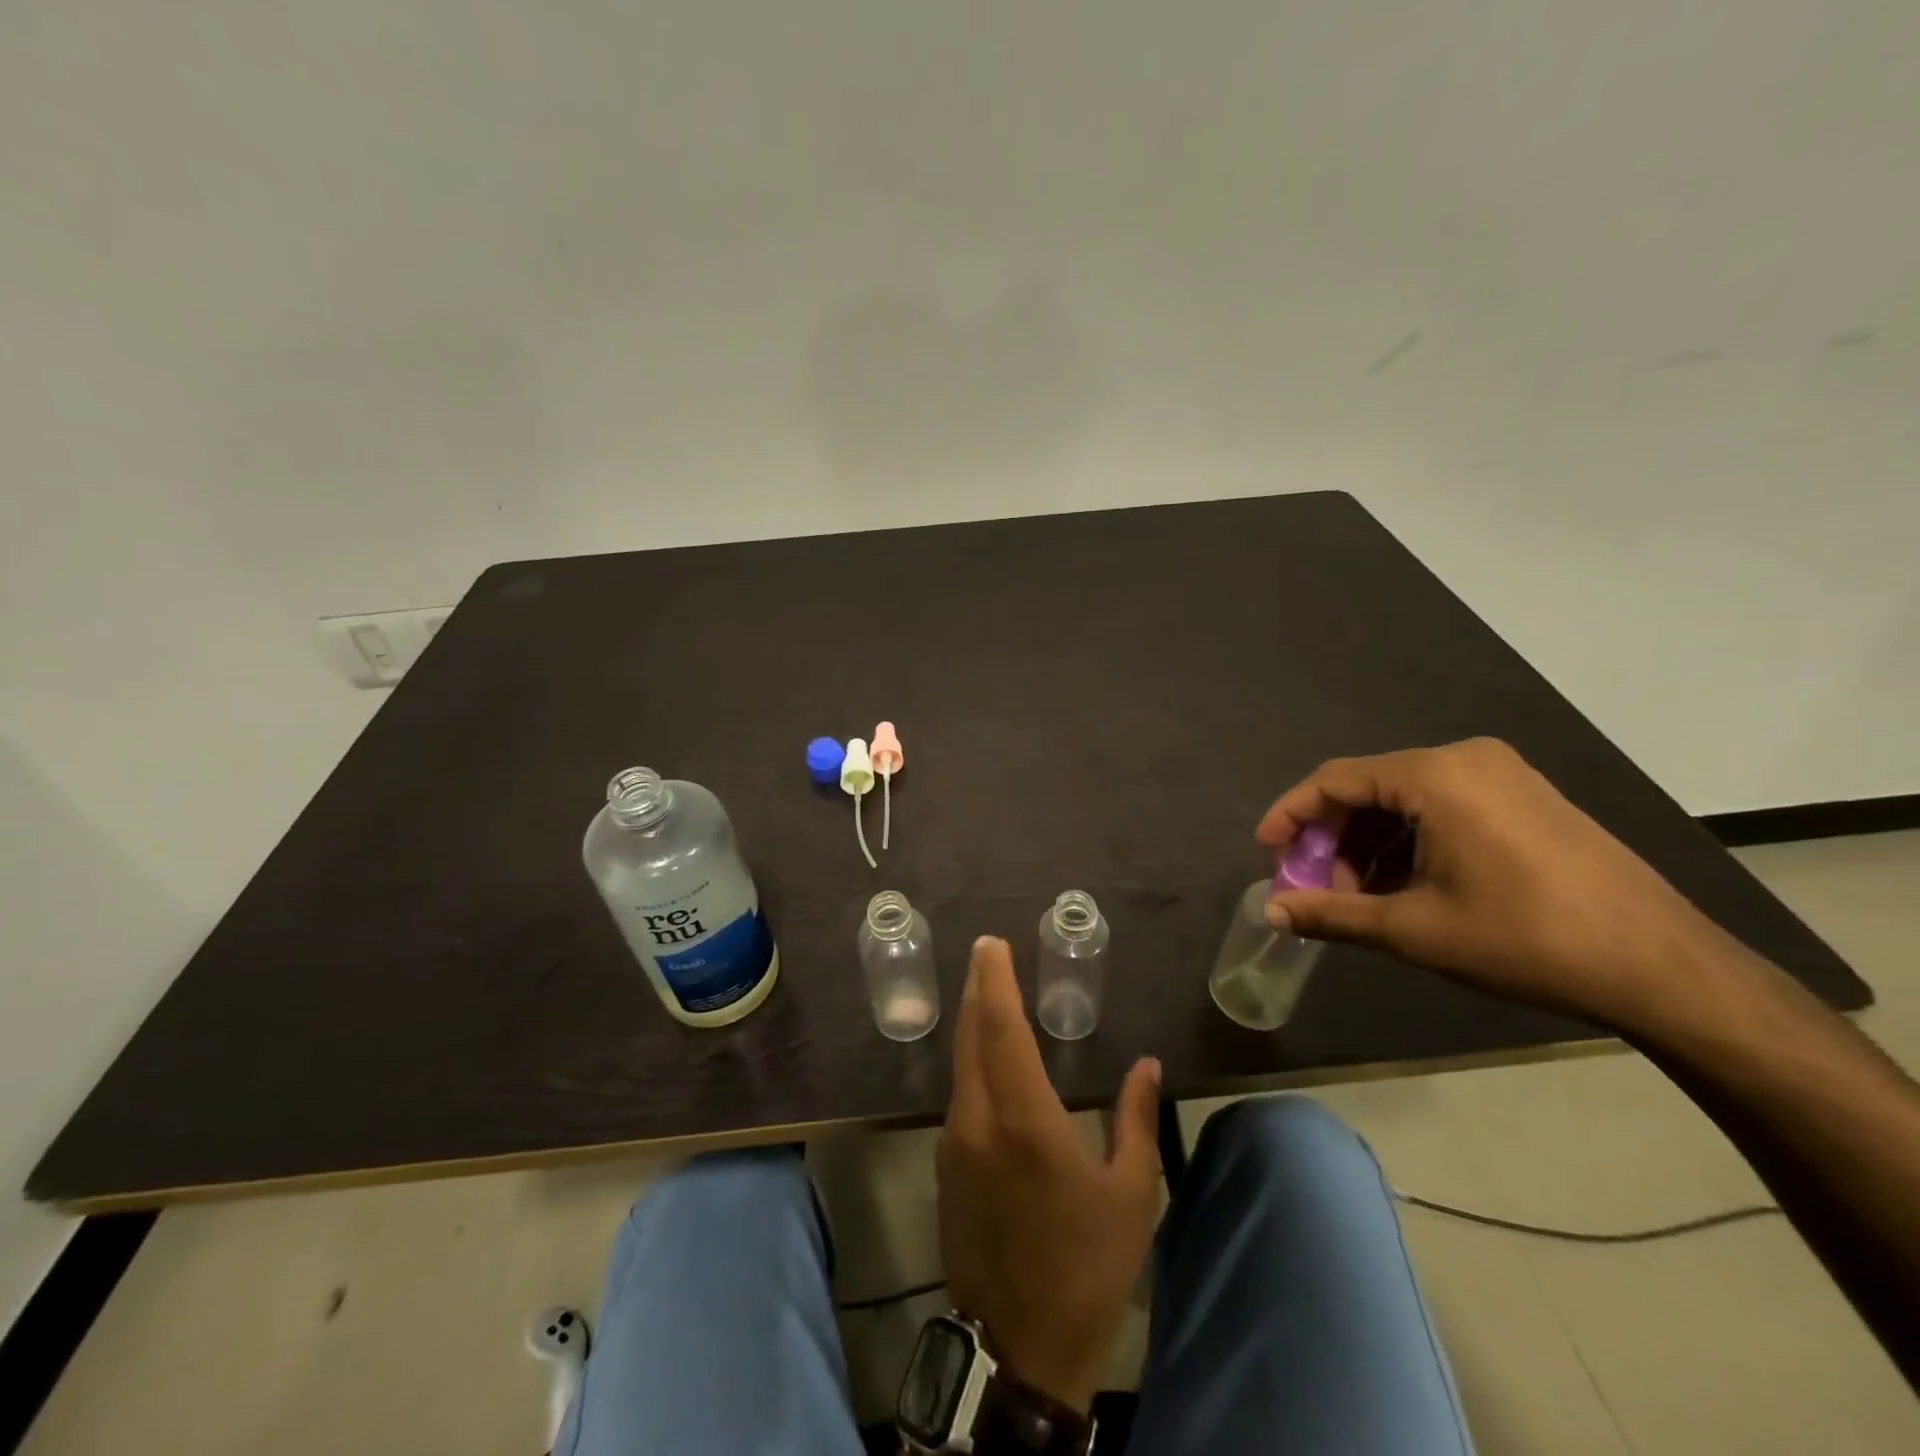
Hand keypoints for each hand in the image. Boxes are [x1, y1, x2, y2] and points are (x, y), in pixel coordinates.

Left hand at [937, 936, 1161, 1414]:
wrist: (1020, 1350)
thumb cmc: (1086, 1267)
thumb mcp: (1130, 1194)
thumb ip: (1137, 1120)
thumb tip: (1147, 1065)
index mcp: (1024, 1120)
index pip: (1001, 1029)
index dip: (995, 981)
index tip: (992, 945)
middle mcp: (978, 1120)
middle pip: (971, 1036)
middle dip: (978, 988)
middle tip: (987, 952)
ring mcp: (955, 1143)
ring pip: (960, 1063)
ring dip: (973, 1023)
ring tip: (989, 992)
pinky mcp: (946, 1166)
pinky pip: (959, 1094)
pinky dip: (972, 1060)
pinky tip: (988, 1058)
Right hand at [1257, 738, 1730, 1028]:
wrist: (1664, 969)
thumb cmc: (1525, 940)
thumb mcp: (1413, 930)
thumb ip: (1332, 914)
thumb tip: (1271, 913)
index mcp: (1435, 776)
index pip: (1334, 780)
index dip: (1291, 815)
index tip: (1267, 853)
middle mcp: (1465, 759)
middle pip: (1368, 788)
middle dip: (1333, 838)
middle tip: (1317, 887)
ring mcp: (1502, 775)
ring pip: (1404, 799)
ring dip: (1370, 844)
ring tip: (1362, 897)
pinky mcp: (1525, 797)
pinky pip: (1441, 806)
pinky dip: (1408, 840)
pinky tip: (1406, 885)